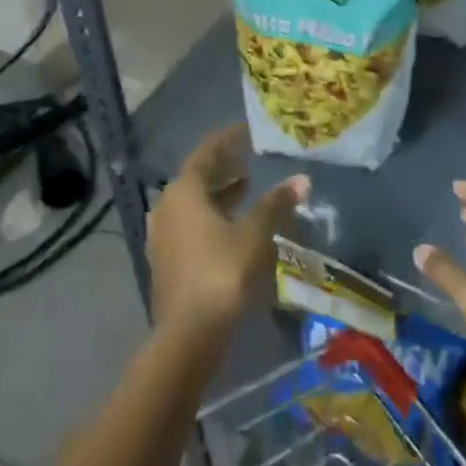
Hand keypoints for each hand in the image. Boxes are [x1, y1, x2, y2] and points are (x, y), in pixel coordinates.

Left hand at [149, 124, 307, 341]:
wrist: (188, 334)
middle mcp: (167, 206)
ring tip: (247, 187)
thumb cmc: (221, 271)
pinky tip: (233, 225)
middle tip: (249, 158)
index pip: (206, 152)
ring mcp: (163, 235)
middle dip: (224, 167)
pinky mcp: (167, 261)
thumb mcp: (255, 233)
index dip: (227, 140)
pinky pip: (190, 225)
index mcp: (183, 190)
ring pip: (193, 203)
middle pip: (197, 177)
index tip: (247, 130)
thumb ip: (276, 203)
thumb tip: (302, 179)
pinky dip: (211, 216)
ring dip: (218, 193)